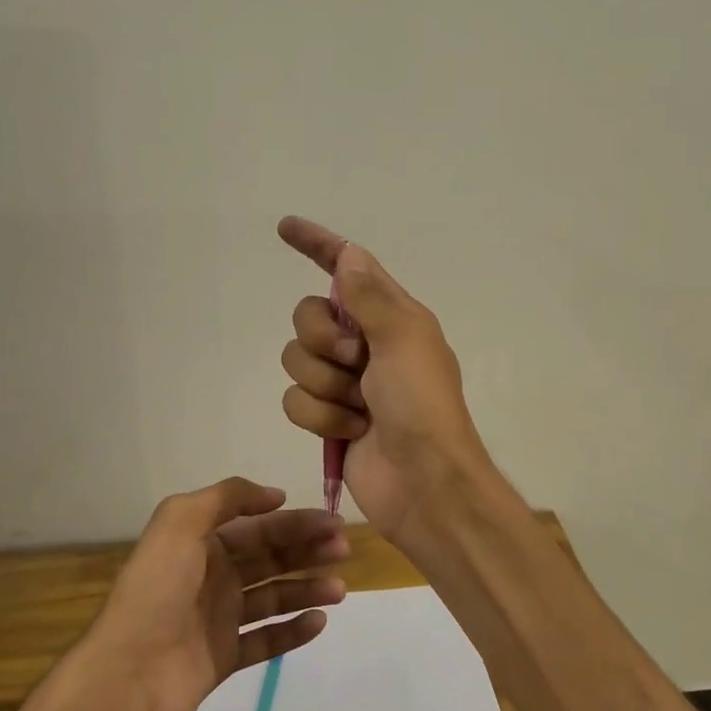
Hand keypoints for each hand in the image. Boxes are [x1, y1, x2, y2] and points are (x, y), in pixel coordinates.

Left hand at [86, 477, 348, 710]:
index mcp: (201, 543)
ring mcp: (219, 619)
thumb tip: (274, 495)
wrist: (126, 675)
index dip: (295, 521)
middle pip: (270, 557)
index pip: (258, 526)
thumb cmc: (156, 591)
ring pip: (273, 597)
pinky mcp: (224, 658)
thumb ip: (227, 497)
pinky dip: (292, 630)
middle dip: (307, 550)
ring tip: (339, 590)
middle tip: (343, 550)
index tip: (332, 521)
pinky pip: (266, 639)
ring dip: (307, 589)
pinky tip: (318, 622)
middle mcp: (212, 576)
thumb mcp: (180, 522)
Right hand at [278, 217, 496, 549]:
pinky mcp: (328, 417)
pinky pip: (295, 401)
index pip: (346, 269)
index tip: (285, 228)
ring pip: (296, 361)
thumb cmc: (422, 404)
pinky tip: (352, 431)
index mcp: (390, 316)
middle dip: (323, 342)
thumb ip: (370, 296)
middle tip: (356, 363)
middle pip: (306, 318)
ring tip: (361, 408)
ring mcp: (344, 382)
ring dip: (326, 387)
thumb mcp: (404, 339)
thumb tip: (349, 254)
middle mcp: (364, 343)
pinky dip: (322, 418)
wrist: (424, 482)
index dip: (318, 245)